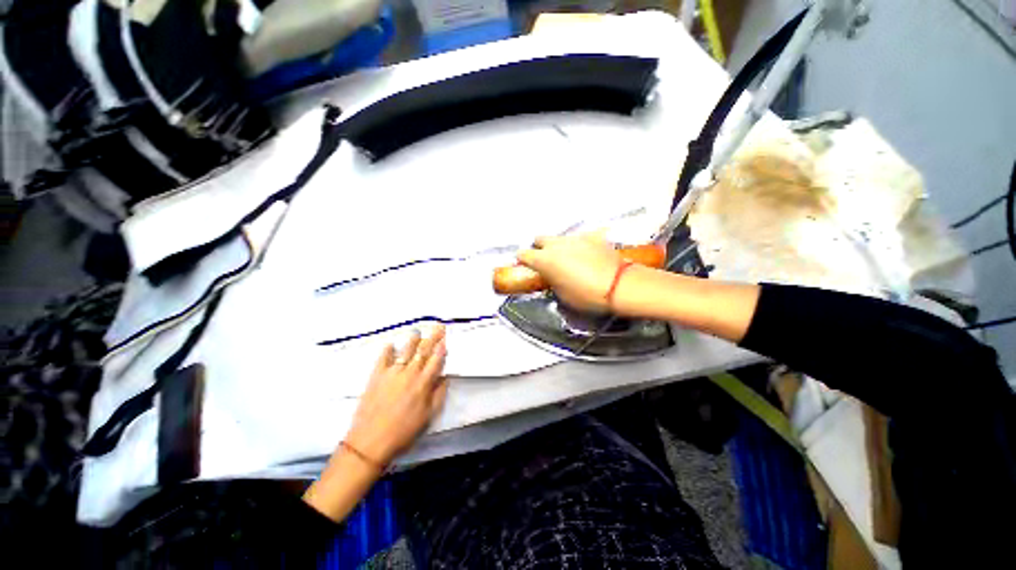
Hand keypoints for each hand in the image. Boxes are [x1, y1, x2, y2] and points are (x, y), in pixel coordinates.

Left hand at [344, 326, 448, 466]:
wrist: (369, 442)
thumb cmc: (403, 431)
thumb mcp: (428, 417)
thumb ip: (438, 394)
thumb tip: (445, 377)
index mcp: (423, 383)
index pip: (436, 360)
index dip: (442, 348)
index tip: (445, 337)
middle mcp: (409, 374)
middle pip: (423, 351)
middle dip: (432, 337)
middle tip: (438, 326)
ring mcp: (392, 373)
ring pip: (405, 351)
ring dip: (412, 340)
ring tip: (417, 331)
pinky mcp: (376, 377)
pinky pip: (382, 359)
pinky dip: (387, 350)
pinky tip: (390, 344)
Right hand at [517, 234, 624, 312]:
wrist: (619, 285)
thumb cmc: (586, 295)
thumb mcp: (562, 294)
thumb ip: (551, 281)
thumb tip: (551, 276)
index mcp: (544, 260)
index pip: (523, 254)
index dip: (522, 260)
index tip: (526, 266)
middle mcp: (556, 245)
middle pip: (539, 239)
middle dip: (539, 248)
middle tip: (546, 261)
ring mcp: (575, 238)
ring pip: (559, 238)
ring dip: (559, 247)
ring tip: (569, 259)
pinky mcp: (592, 236)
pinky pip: (579, 239)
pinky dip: (579, 246)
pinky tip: (587, 255)